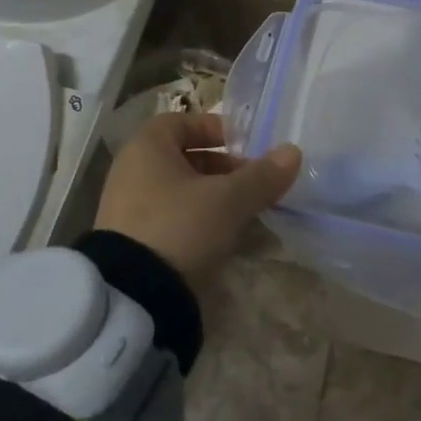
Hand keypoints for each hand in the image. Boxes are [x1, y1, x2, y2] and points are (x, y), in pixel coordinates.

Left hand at [94, 112, 300, 289]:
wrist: (132, 298)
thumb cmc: (180, 227)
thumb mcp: (228, 200)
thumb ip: (261, 176)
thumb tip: (292, 152)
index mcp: (147, 148)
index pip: (182, 122)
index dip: (215, 129)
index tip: (245, 146)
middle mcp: (131, 171)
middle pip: (183, 158)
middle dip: (222, 168)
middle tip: (253, 184)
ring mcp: (128, 209)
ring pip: (179, 191)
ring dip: (213, 198)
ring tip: (245, 214)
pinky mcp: (132, 243)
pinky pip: (171, 219)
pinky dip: (197, 223)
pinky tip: (223, 241)